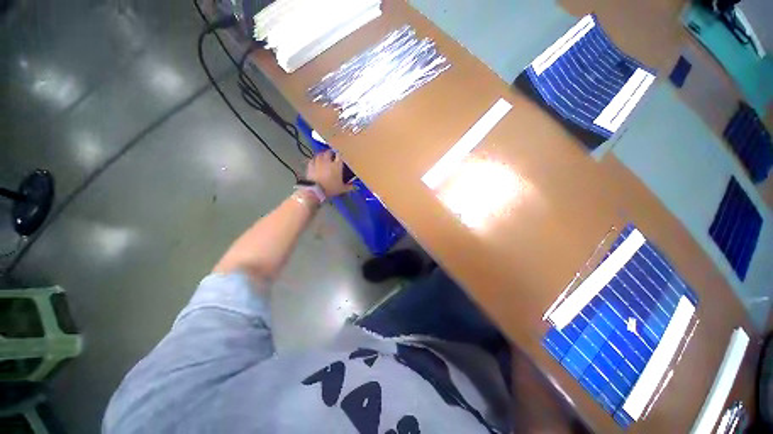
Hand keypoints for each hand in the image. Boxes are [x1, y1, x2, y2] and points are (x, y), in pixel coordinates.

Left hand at [305, 150, 353, 197]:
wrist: (315, 190)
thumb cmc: (331, 188)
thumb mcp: (342, 189)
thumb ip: (349, 187)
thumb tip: (356, 187)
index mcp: (337, 165)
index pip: (340, 155)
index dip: (341, 154)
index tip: (342, 155)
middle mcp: (327, 161)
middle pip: (329, 152)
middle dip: (331, 153)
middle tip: (333, 155)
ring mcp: (318, 162)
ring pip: (320, 154)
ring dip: (323, 154)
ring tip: (324, 156)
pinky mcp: (310, 165)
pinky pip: (312, 159)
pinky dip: (315, 159)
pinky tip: (315, 161)